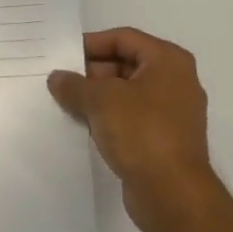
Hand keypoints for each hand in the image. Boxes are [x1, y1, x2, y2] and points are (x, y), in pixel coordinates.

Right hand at [49, 27, 223, 231]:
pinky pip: (131, 118)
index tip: (62, 55)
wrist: (172, 193)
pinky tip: (83, 126)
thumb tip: (57, 78)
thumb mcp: (101, 100)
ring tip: (65, 103)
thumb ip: (75, 85)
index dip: (91, 44)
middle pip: (126, 64)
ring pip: (127, 93)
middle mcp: (175, 81)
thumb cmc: (141, 132)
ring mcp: (172, 112)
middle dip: (92, 72)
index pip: (123, 38)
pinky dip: (109, 118)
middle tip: (60, 82)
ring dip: (97, 97)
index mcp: (168, 61)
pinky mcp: (165, 139)